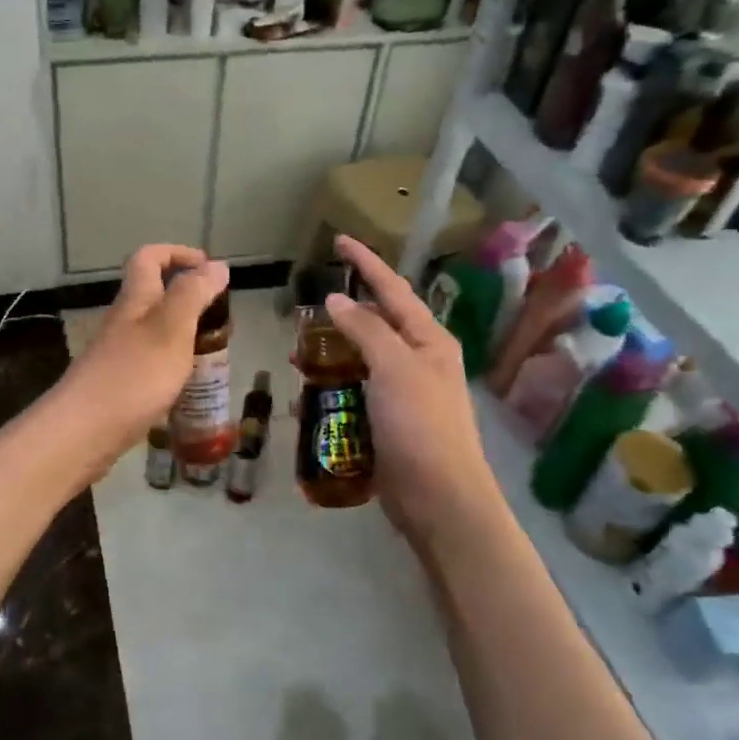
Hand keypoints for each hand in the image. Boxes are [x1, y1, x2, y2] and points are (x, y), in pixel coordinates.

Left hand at [48, 243, 229, 478]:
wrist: (83, 432)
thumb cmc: (133, 375)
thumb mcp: (171, 328)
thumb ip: (194, 294)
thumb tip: (216, 265)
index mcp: (135, 300)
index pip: (149, 257)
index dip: (178, 253)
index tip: (210, 269)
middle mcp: (124, 322)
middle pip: (154, 294)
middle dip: (189, 298)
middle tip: (221, 320)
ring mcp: (118, 355)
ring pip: (155, 331)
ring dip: (184, 335)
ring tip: (213, 355)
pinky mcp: (119, 385)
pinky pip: (152, 363)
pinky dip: (174, 366)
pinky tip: (189, 388)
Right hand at [322, 235, 502, 557]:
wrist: (439, 499)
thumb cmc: (420, 426)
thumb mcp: (394, 368)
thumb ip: (366, 330)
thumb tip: (337, 300)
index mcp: (428, 339)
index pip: (393, 289)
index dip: (366, 263)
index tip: (339, 240)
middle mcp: (419, 360)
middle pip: (377, 323)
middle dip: (343, 314)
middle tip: (307, 308)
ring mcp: (405, 392)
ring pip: (362, 359)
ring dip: (332, 354)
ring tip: (299, 354)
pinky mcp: (389, 421)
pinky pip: (357, 392)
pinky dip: (333, 388)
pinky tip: (309, 396)